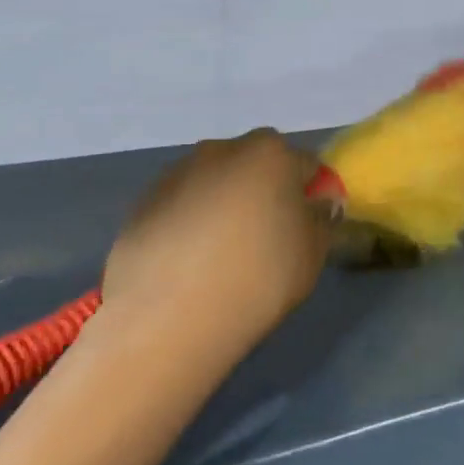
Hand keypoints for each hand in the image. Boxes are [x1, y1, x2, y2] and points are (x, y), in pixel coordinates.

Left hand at [98, 129, 333, 361]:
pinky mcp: (143, 204)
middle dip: (264, 193)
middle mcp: (223, 150)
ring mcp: (177, 174)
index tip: (308, 227)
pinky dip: (190, 225)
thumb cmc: (259, 276)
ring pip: (215, 184)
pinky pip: (182, 207)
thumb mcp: (313, 253)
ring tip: (221, 256)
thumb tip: (316, 204)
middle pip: (256, 166)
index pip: (306, 165)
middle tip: (266, 239)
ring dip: (224, 206)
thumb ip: (321, 220)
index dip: (311, 195)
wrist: (169, 315)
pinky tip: (190, 265)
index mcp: (270, 153)